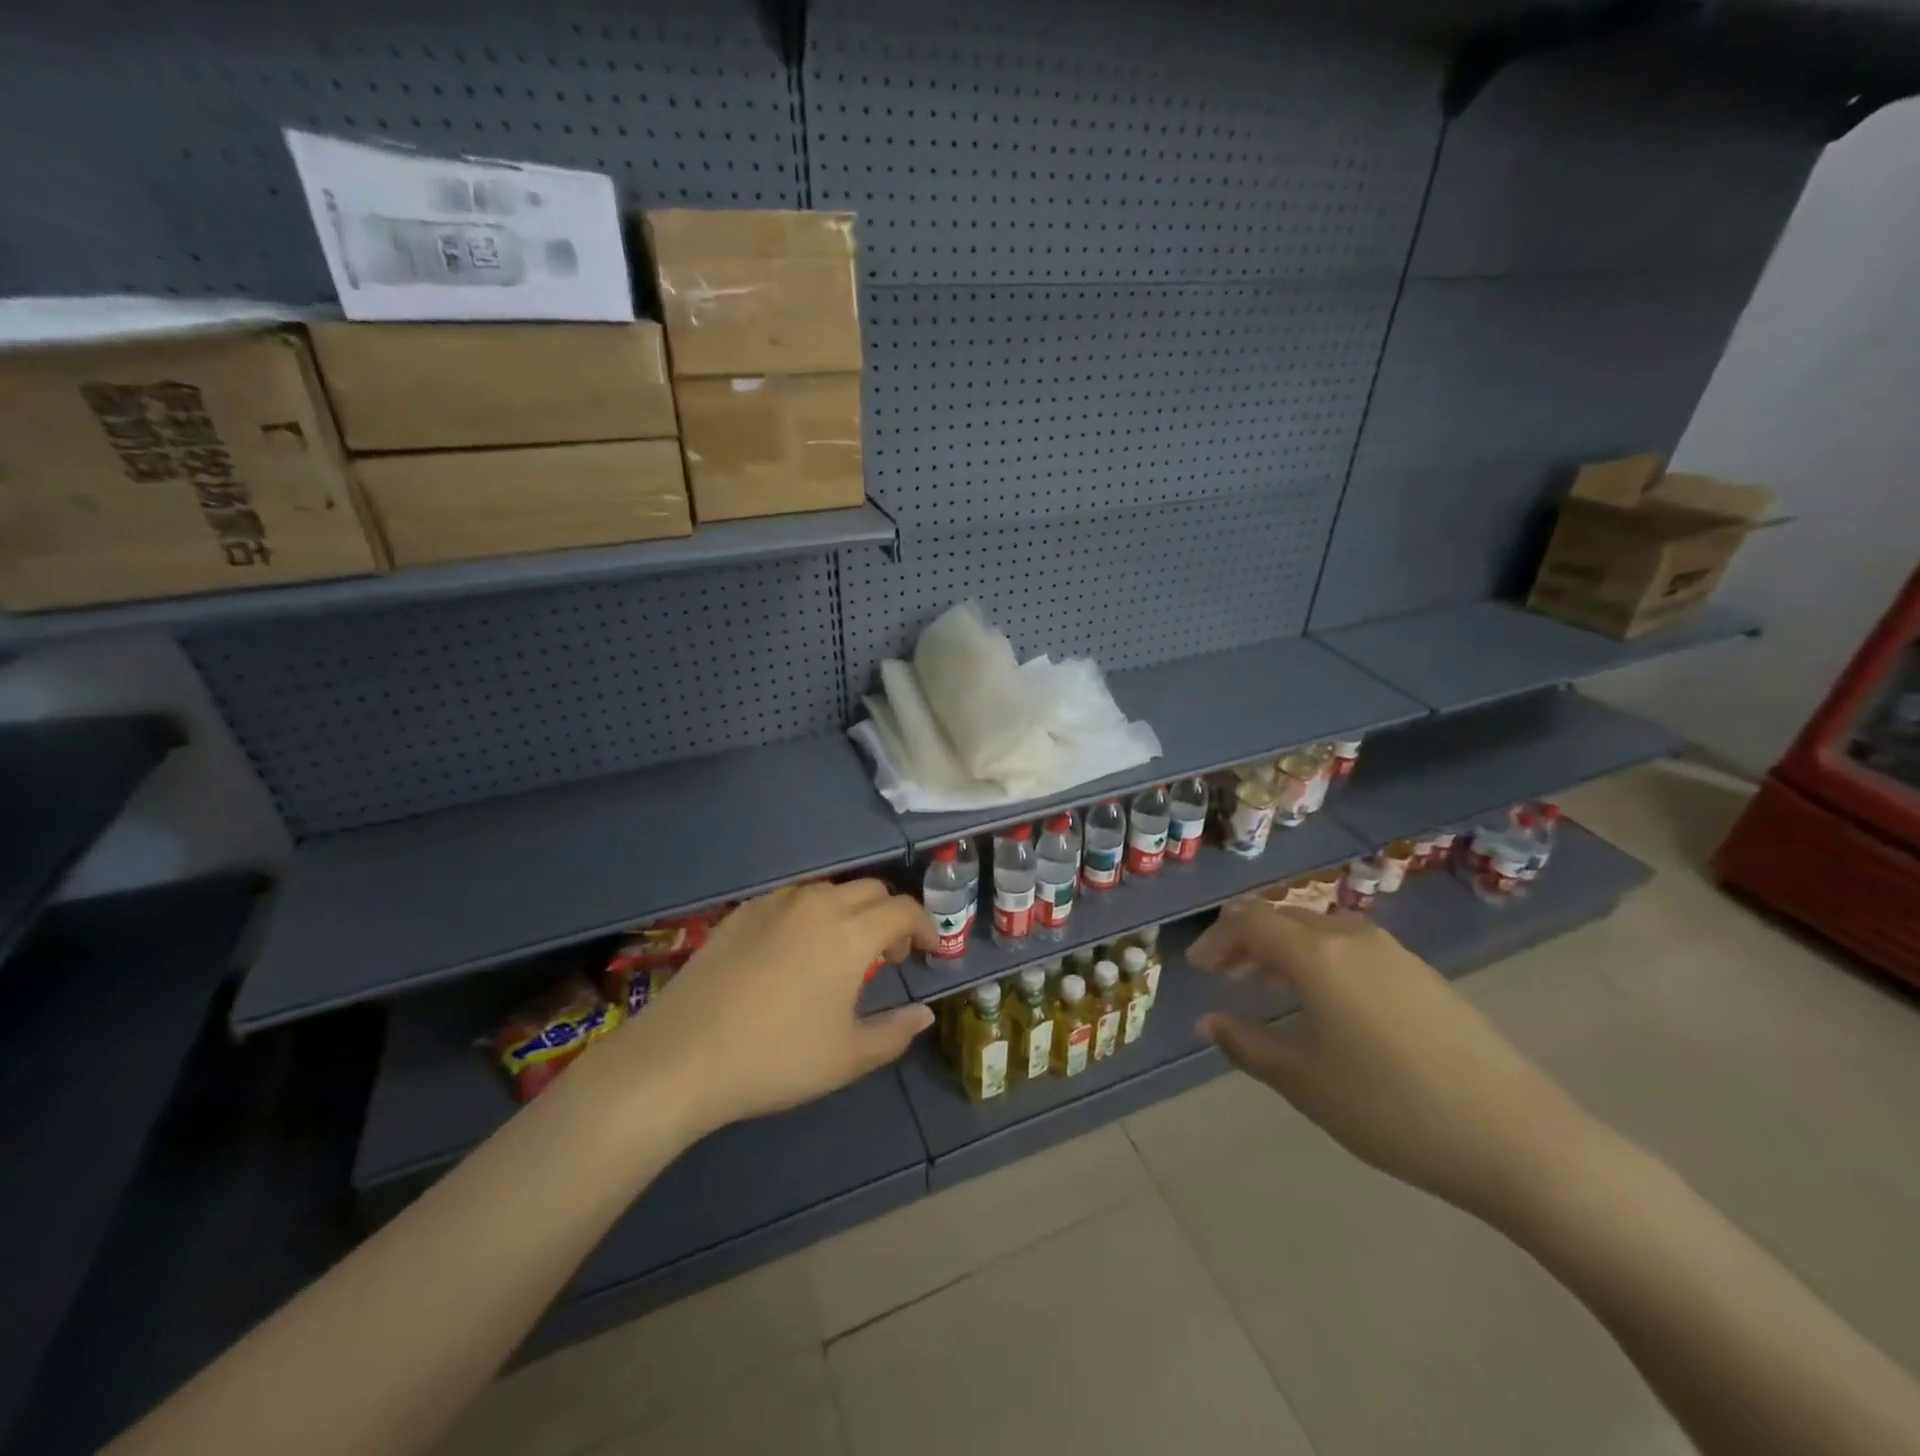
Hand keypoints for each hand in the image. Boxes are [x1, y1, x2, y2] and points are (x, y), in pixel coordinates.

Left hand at [609, 881, 936, 1140]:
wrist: (681, 1057)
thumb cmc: (776, 1058)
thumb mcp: (847, 1057)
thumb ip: (895, 1033)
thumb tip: (924, 1015)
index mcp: (850, 933)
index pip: (903, 910)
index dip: (925, 927)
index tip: (931, 952)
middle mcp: (817, 905)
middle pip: (870, 891)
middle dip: (890, 916)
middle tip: (887, 958)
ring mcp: (774, 904)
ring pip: (829, 891)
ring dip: (851, 913)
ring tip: (842, 955)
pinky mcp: (741, 914)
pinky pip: (791, 901)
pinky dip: (811, 916)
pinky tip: (794, 954)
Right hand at [1191, 898, 1600, 1222]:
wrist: (1519, 1140)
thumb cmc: (1393, 1109)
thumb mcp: (1305, 1083)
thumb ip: (1248, 1045)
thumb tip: (1208, 1022)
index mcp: (1317, 955)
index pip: (1249, 921)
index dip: (1216, 939)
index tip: (1198, 969)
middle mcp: (1353, 938)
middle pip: (1284, 917)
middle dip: (1246, 940)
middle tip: (1224, 975)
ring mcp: (1395, 953)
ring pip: (1320, 930)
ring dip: (1284, 948)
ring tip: (1268, 987)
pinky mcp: (1424, 975)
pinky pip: (1353, 947)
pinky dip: (1321, 959)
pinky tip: (1327, 1002)